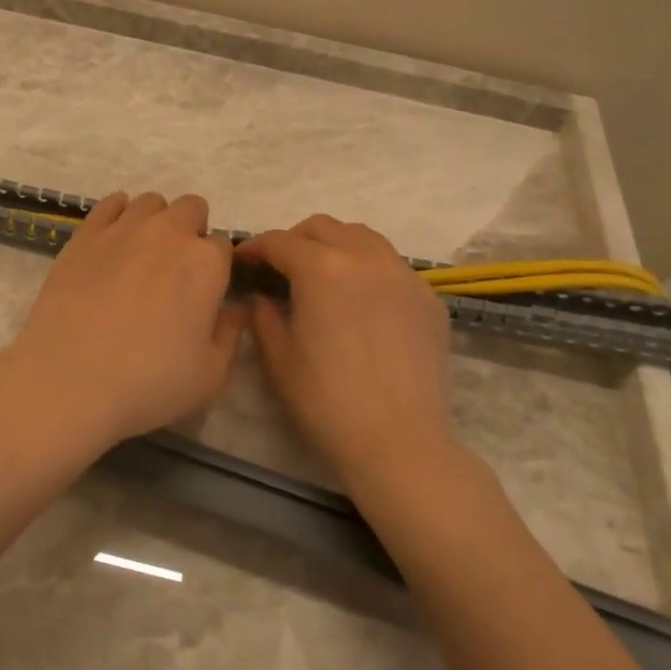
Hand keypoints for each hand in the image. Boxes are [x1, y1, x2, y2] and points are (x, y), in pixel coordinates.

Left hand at [0, 191, 246, 455]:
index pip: (223, 245)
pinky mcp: (85, 234)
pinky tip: (114, 240)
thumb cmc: (148, 382)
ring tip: (143, 256)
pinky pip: (110, 203)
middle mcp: (169, 233)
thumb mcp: (210, 375)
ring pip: (151, 202)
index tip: (204, 291)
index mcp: (206, 263)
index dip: (216, 267)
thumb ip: (230, 334)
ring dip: (156, 221)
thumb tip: (235, 310)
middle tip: (176, 272)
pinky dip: (118, 213)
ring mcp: (123, 228)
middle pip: (192, 209)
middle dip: (191, 231)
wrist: (69, 379)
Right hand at [235, 215, 455, 482]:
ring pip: (363, 238)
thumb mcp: (279, 359)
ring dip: (335, 245)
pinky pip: (392, 266)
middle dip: (295, 240)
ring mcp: (404, 276)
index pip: (280, 241)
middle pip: (324, 227)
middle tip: (280, 267)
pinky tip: (361, 302)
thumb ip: (264, 316)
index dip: (255, 247)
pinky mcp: (428, 299)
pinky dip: (368, 269)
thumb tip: (261, 298)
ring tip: (322, 275)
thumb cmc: (327, 402)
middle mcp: (365, 259)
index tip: (242, 261)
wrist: (398, 442)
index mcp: (322, 270)